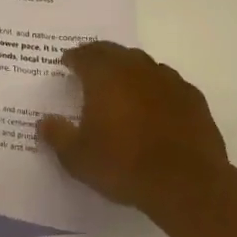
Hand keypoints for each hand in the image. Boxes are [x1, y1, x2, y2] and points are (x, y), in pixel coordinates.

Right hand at [37, 42, 231, 223]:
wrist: (187, 184)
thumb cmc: (125, 165)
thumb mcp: (79, 158)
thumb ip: (58, 136)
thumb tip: (44, 122)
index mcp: (104, 75)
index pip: (84, 55)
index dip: (73, 58)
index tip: (66, 64)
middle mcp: (135, 68)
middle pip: (113, 52)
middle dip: (99, 57)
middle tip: (90, 70)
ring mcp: (168, 80)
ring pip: (143, 64)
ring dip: (129, 71)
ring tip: (122, 88)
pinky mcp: (193, 97)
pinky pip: (168, 83)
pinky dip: (156, 88)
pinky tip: (155, 106)